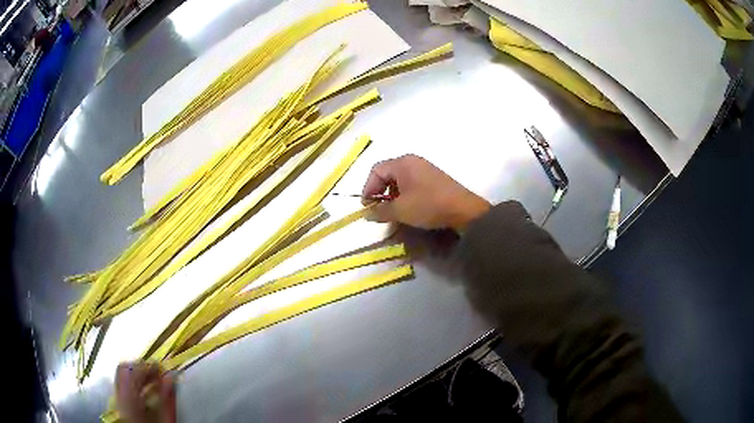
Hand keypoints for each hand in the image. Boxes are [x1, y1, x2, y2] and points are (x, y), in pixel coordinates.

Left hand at [115, 361, 175, 422]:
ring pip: (122, 377)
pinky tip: (145, 391)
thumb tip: (171, 377)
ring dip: (137, 376)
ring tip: (152, 381)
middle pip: (124, 370)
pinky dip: (133, 384)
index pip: (134, 371)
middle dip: (141, 368)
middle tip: (157, 372)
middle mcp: (119, 396)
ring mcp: (117, 400)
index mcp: (129, 398)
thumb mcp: (166, 421)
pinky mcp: (119, 405)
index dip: (148, 366)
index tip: (162, 367)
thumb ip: (167, 399)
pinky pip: (122, 386)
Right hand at [362, 155, 490, 230]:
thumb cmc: (428, 205)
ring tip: (393, 211)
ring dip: (392, 194)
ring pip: (400, 179)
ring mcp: (424, 168)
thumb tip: (367, 214)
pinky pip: (412, 182)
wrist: (463, 210)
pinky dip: (404, 194)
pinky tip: (408, 208)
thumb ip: (380, 211)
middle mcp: (413, 161)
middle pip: (387, 173)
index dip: (368, 188)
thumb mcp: (401, 210)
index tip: (367, 206)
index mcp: (402, 163)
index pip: (376, 170)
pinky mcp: (433, 178)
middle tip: (378, 209)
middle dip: (380, 191)